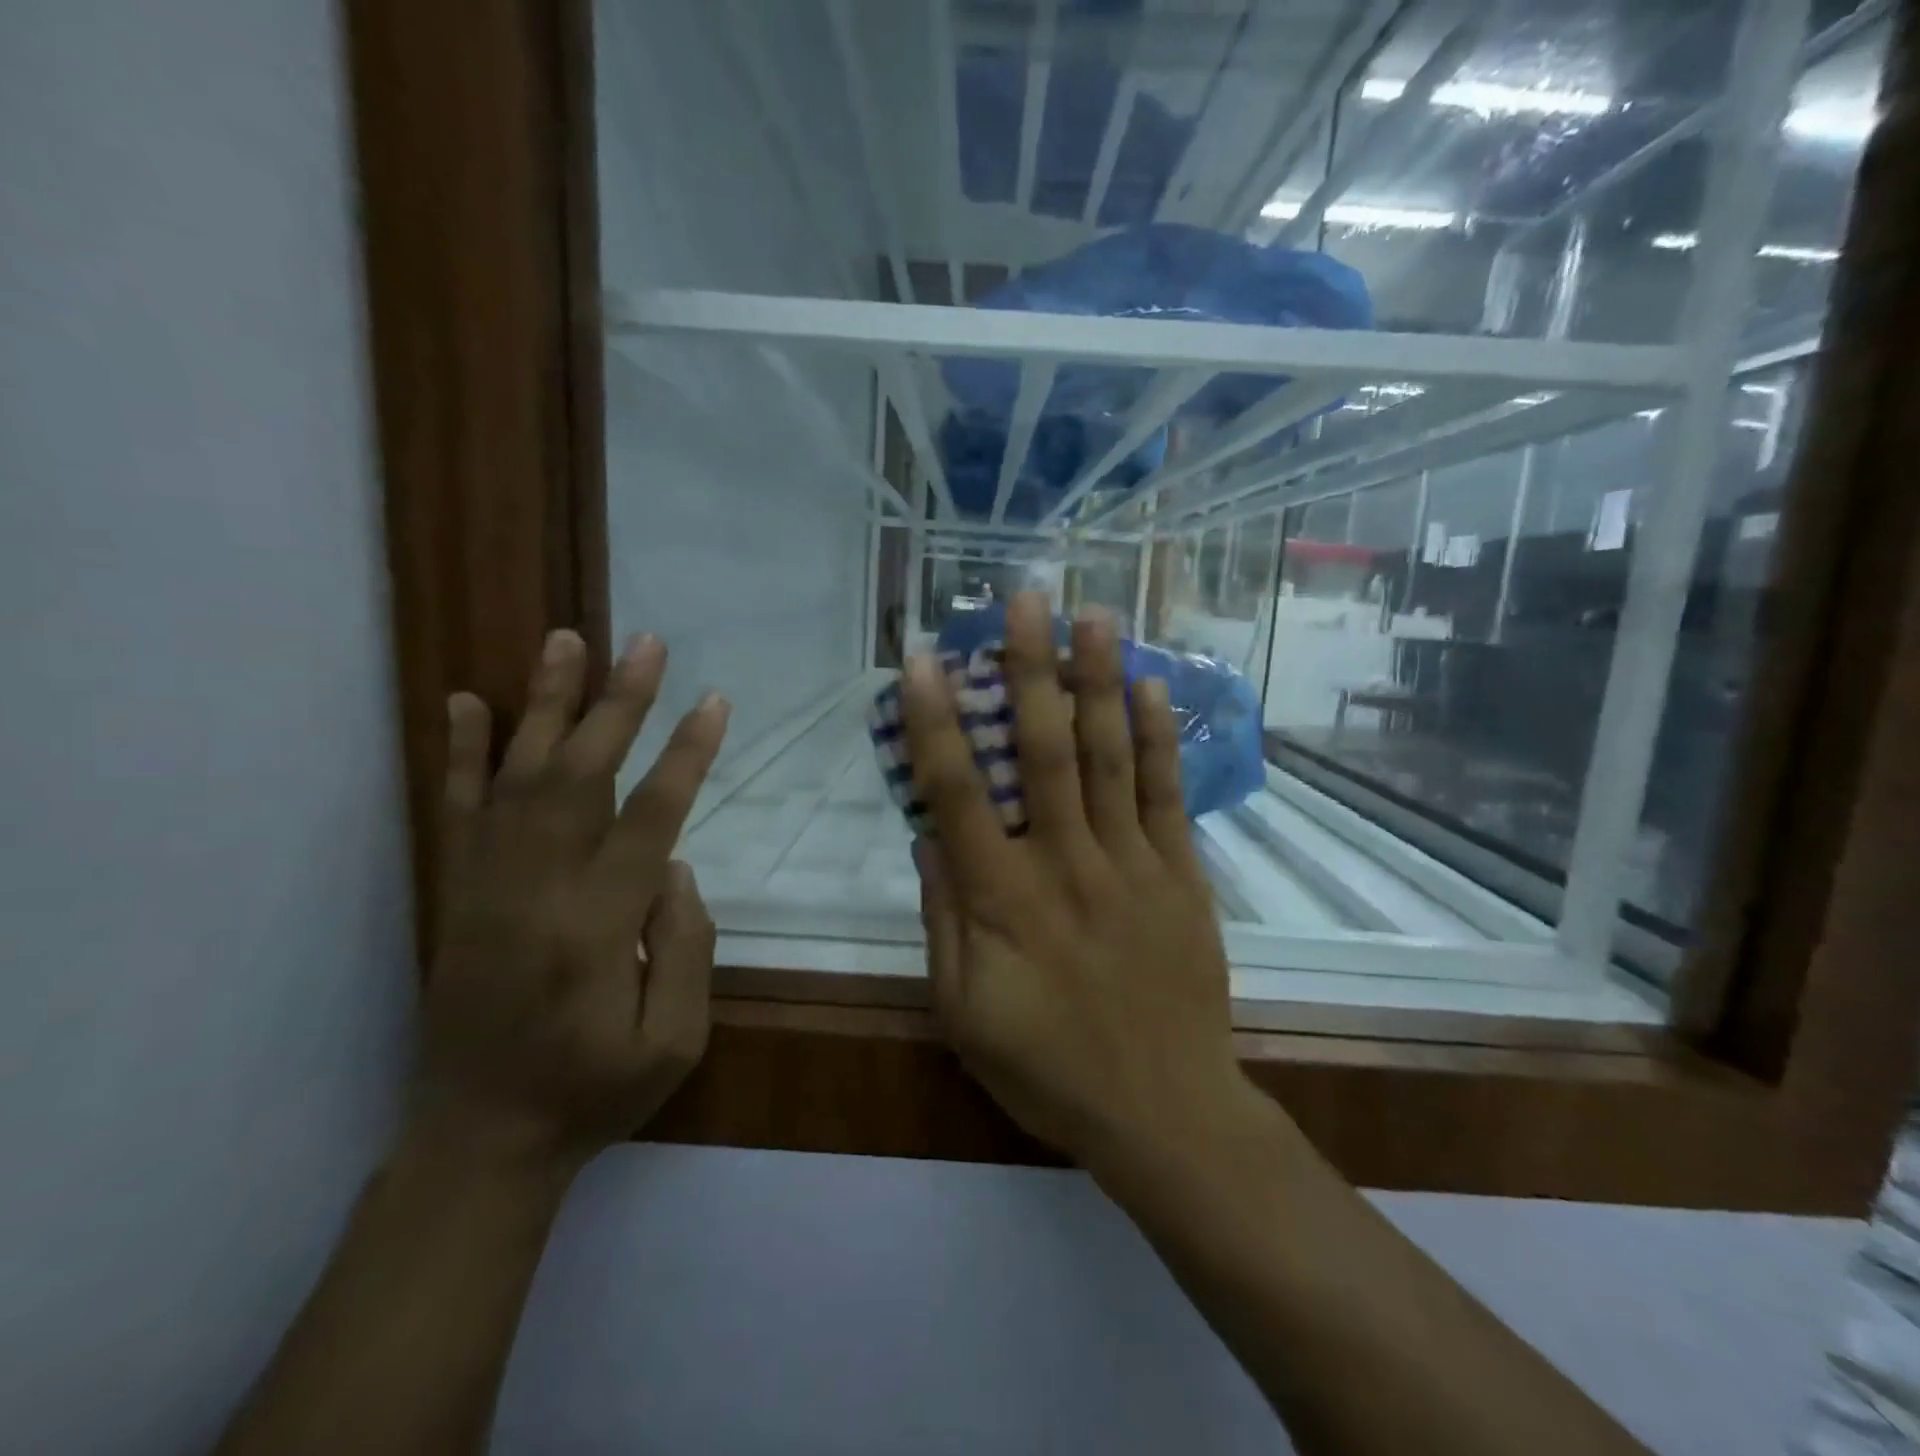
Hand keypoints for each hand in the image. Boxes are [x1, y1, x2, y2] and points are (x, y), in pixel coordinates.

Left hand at [418, 628, 729, 1168]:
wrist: (479, 1141)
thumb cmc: (592, 1093)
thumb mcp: (674, 1041)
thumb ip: (687, 946)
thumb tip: (675, 866)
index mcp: (598, 928)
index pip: (650, 819)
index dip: (686, 756)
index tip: (714, 702)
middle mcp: (536, 891)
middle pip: (581, 776)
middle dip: (618, 704)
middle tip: (646, 644)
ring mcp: (486, 887)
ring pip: (518, 777)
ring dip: (546, 705)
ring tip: (566, 641)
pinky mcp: (457, 894)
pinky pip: (457, 811)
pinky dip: (462, 753)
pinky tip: (469, 702)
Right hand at [903, 592, 1254, 1173]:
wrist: (1162, 1110)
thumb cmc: (1047, 1067)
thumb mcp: (963, 1011)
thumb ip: (943, 919)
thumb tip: (929, 838)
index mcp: (1001, 898)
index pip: (957, 793)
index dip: (935, 721)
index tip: (925, 658)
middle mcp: (1065, 862)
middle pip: (1043, 750)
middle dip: (1029, 669)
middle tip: (1026, 599)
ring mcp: (1131, 863)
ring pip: (1110, 757)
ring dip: (1098, 682)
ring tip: (1093, 616)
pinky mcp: (1180, 875)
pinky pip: (1166, 795)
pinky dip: (1157, 738)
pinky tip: (1148, 687)